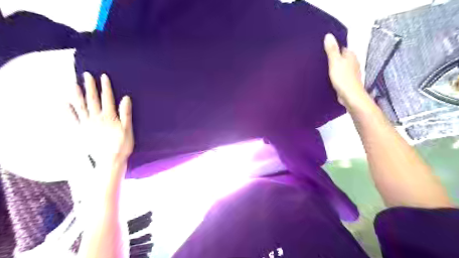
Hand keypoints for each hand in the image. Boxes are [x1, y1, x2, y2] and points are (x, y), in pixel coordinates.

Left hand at [68, 72, 134, 168]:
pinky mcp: (81, 132)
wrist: (109, 161)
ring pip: (80, 106)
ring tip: (73, 84)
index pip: (107, 98)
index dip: (105, 87)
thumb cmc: (122, 145)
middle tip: (86, 75)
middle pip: (92, 99)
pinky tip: (64, 103)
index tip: (103, 76)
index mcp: (109, 117)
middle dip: (90, 86)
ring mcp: (87, 124)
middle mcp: (96, 118)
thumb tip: (126, 98)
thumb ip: (126, 113)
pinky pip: (72, 119)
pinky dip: (67, 111)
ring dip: (77, 94)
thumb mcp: (128, 129)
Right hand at [324, 34, 368, 107]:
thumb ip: (331, 50)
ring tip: (324, 68)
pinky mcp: (348, 80)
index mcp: (350, 55)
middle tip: (321, 59)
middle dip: (333, 57)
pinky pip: (341, 74)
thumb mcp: (334, 62)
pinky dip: (336, 74)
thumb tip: (328, 36)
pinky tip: (330, 77)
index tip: (323, 50)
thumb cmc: (343, 79)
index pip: (341, 47)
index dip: (332, 47)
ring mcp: (351, 71)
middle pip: (341, 56)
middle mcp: (352, 61)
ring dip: (334, 66)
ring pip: (341, 65)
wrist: (350, 96)